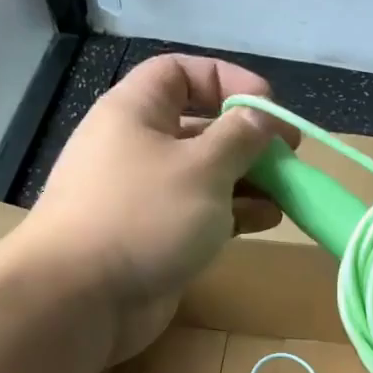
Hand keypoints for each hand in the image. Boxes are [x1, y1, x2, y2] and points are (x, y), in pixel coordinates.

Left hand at [22, 54, 285, 359]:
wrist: (83, 298)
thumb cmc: (145, 216)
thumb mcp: (203, 167)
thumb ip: (240, 137)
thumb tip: (262, 116)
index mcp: (136, 112)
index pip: (181, 73)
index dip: (227, 81)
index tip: (269, 107)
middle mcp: (137, 147)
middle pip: (200, 128)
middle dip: (248, 139)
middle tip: (289, 157)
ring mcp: (145, 197)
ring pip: (205, 176)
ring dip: (248, 182)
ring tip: (287, 194)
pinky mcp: (154, 237)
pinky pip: (200, 214)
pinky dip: (233, 214)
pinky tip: (266, 221)